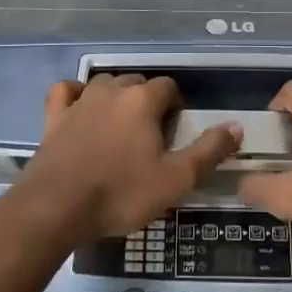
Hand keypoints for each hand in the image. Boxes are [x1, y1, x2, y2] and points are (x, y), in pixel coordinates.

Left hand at [24, 75, 239, 240]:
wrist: (56, 208)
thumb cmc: (120, 194)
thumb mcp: (176, 180)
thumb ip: (208, 151)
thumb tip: (237, 126)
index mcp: (142, 101)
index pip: (168, 87)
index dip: (176, 106)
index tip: (176, 133)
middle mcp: (111, 91)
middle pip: (137, 82)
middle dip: (148, 101)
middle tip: (152, 135)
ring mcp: (79, 101)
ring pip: (104, 84)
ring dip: (117, 96)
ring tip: (122, 126)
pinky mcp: (54, 117)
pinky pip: (66, 91)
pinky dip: (76, 93)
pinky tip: (81, 107)